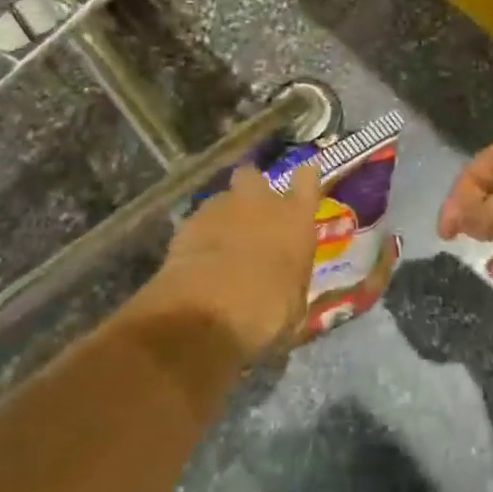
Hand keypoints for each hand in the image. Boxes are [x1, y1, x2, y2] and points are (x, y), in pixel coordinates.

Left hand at [155, 164, 322, 360]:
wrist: (204, 316)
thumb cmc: (266, 314)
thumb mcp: (294, 306)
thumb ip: (291, 279)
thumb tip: (287, 281)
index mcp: (294, 219)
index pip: (307, 180)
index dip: (305, 179)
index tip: (304, 179)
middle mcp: (258, 202)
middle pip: (252, 176)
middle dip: (251, 189)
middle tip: (250, 214)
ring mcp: (218, 209)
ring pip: (221, 199)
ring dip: (223, 217)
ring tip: (219, 246)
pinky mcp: (185, 224)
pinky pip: (197, 222)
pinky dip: (198, 237)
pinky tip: (197, 261)